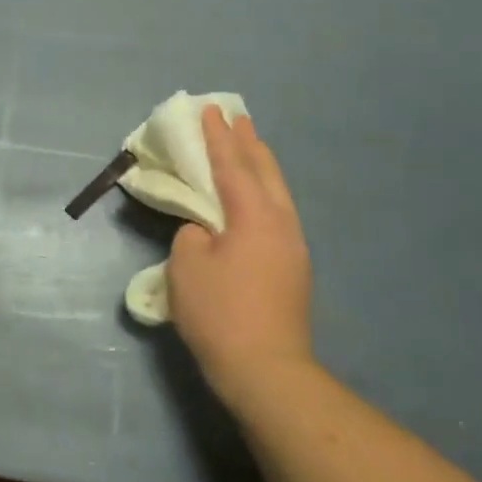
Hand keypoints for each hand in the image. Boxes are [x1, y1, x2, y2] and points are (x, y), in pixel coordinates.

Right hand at [169, 107, 313, 406]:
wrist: (267, 372)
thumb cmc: (220, 313)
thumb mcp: (187, 267)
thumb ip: (192, 236)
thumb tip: (206, 232)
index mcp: (253, 216)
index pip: (232, 166)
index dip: (217, 137)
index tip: (210, 110)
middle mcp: (280, 224)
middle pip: (265, 173)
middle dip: (249, 144)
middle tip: (238, 118)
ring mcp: (293, 248)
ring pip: (278, 194)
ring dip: (261, 167)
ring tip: (251, 148)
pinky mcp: (294, 270)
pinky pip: (278, 214)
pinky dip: (265, 193)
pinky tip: (257, 199)